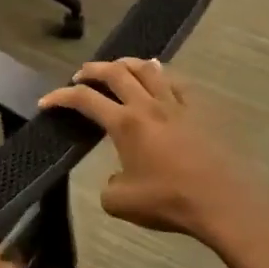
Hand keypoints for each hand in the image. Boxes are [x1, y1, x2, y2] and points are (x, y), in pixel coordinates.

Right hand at [38, 58, 268, 252]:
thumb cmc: (169, 201)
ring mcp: (177, 106)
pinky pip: (177, 83)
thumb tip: (115, 179)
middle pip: (115, 73)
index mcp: (124, 124)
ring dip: (126, 63)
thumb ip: (108, 187)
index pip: (84, 100)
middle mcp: (148, 106)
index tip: (46, 102)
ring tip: (117, 67)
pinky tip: (159, 77)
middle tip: (80, 75)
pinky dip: (161, 75)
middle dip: (92, 70)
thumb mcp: (121, 203)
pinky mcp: (200, 112)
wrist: (222, 203)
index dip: (61, 97)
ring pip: (148, 69)